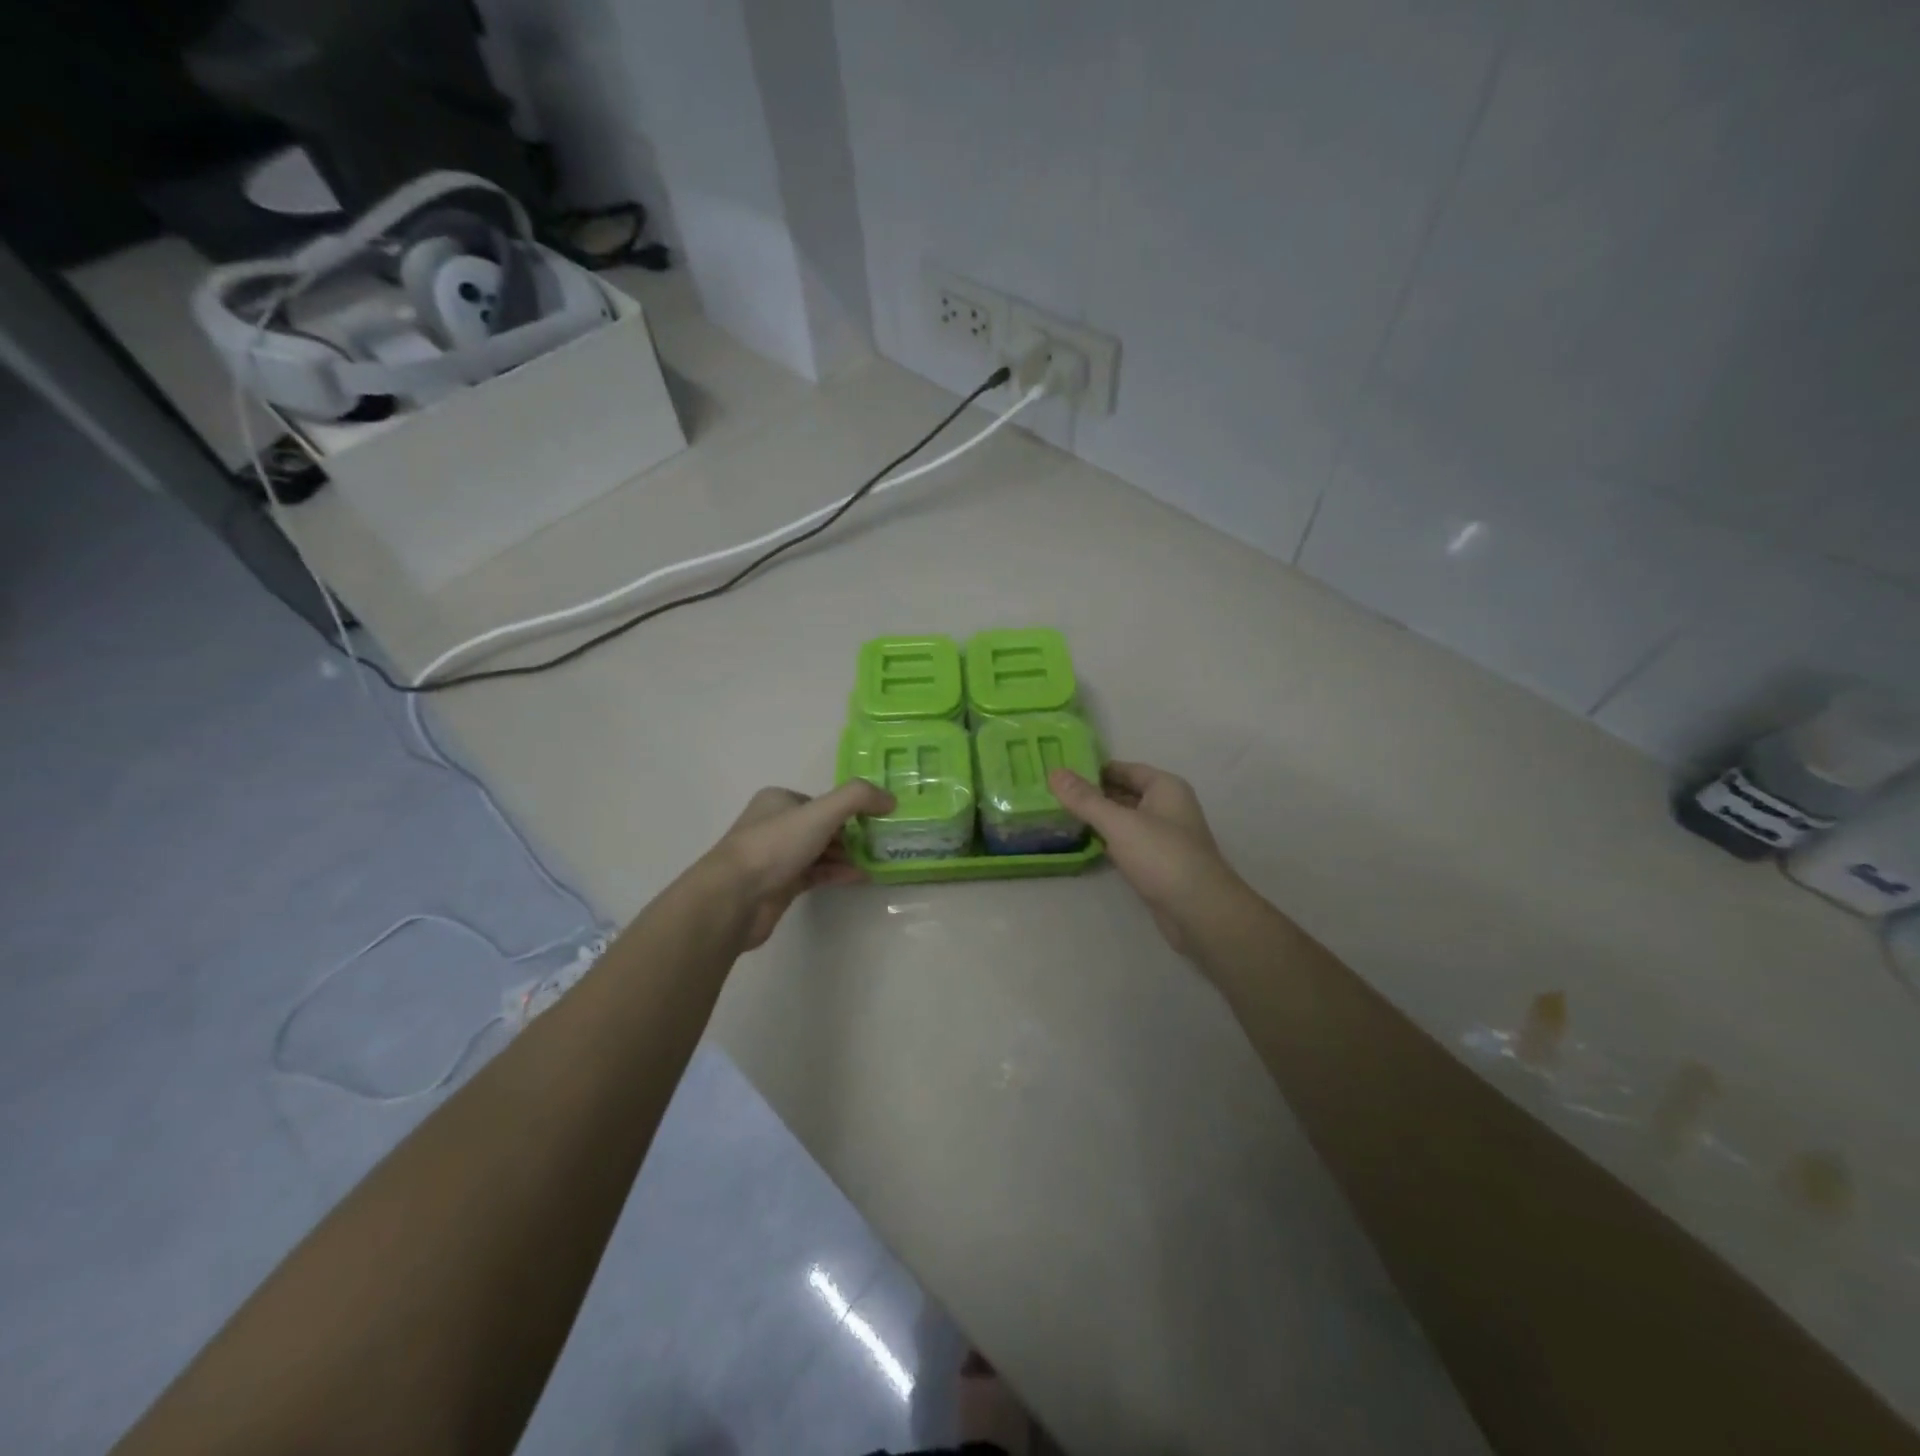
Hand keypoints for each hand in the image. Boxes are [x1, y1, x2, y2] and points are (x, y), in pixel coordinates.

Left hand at [701, 782, 893, 949]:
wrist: (735, 897)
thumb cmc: (775, 845)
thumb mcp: (821, 812)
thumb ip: (858, 798)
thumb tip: (890, 799)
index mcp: (779, 800)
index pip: (822, 801)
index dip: (850, 809)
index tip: (878, 820)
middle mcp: (776, 825)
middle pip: (823, 825)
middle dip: (853, 833)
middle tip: (882, 842)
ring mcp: (777, 857)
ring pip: (821, 851)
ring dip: (849, 854)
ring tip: (879, 859)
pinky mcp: (781, 885)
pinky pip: (817, 874)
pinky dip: (839, 873)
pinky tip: (862, 876)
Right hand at [1049, 761, 1238, 957]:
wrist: (1199, 911)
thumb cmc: (1162, 856)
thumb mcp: (1119, 823)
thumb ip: (1085, 799)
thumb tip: (1054, 772)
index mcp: (1165, 787)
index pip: (1123, 769)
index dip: (1092, 770)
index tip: (1059, 773)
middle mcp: (1166, 807)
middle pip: (1123, 794)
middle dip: (1091, 795)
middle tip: (1051, 795)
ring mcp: (1163, 837)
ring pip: (1123, 821)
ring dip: (1096, 820)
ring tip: (1058, 817)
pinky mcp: (1156, 864)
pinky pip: (1126, 844)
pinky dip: (1106, 842)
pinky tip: (1080, 844)